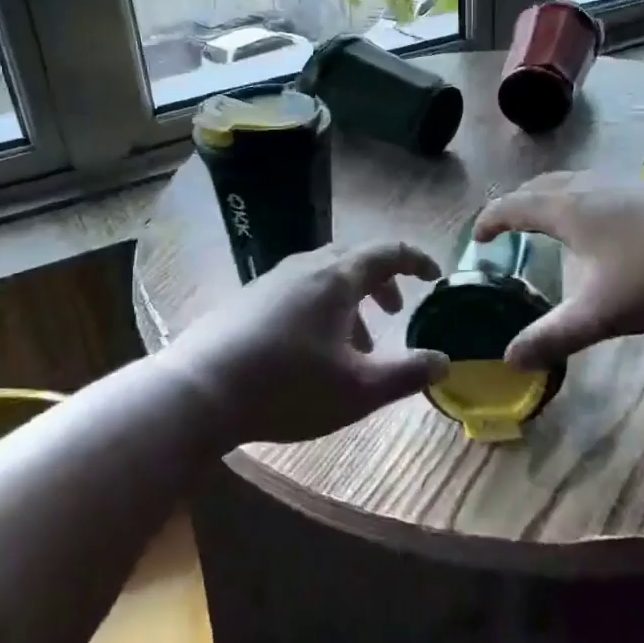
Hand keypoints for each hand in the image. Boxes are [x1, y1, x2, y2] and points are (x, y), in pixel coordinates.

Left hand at [165, 240, 449, 446]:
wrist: (199, 390)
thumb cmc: (288, 387)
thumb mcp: (359, 390)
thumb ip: (407, 374)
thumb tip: (444, 361)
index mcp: (337, 278)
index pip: (388, 251)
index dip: (417, 260)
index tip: (434, 276)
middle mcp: (305, 268)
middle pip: (354, 259)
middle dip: (382, 282)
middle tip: (396, 312)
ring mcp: (272, 280)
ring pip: (324, 277)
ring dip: (350, 300)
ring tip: (356, 344)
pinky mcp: (248, 299)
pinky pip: (298, 290)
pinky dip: (321, 308)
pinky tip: (311, 349)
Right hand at [474, 171, 643, 369]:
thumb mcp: (600, 313)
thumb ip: (553, 337)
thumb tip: (509, 360)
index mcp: (567, 209)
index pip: (513, 206)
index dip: (490, 220)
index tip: (477, 237)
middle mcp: (590, 186)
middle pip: (540, 185)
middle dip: (517, 204)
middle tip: (507, 226)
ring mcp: (624, 182)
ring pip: (573, 182)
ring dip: (550, 198)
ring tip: (550, 222)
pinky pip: (599, 186)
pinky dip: (581, 199)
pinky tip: (604, 224)